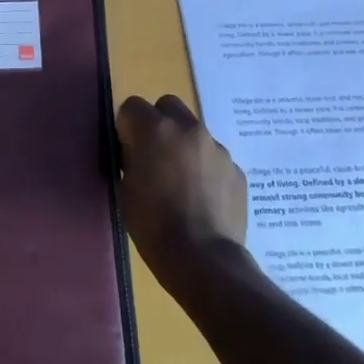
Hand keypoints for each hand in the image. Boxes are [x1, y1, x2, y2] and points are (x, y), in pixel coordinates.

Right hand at [116, 94, 251, 290]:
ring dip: (183, 145)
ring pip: (194, 131)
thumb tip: (138, 151)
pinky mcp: (236, 169)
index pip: (132, 106)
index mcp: (155, 130)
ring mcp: (217, 148)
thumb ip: (132, 158)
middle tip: (153, 155)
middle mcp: (188, 129)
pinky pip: (214, 157)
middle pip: (168, 105)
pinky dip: (205, 168)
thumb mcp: (126, 188)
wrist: (203, 258)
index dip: (126, 127)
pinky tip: (202, 197)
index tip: (126, 150)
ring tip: (181, 181)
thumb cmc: (153, 225)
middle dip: (158, 123)